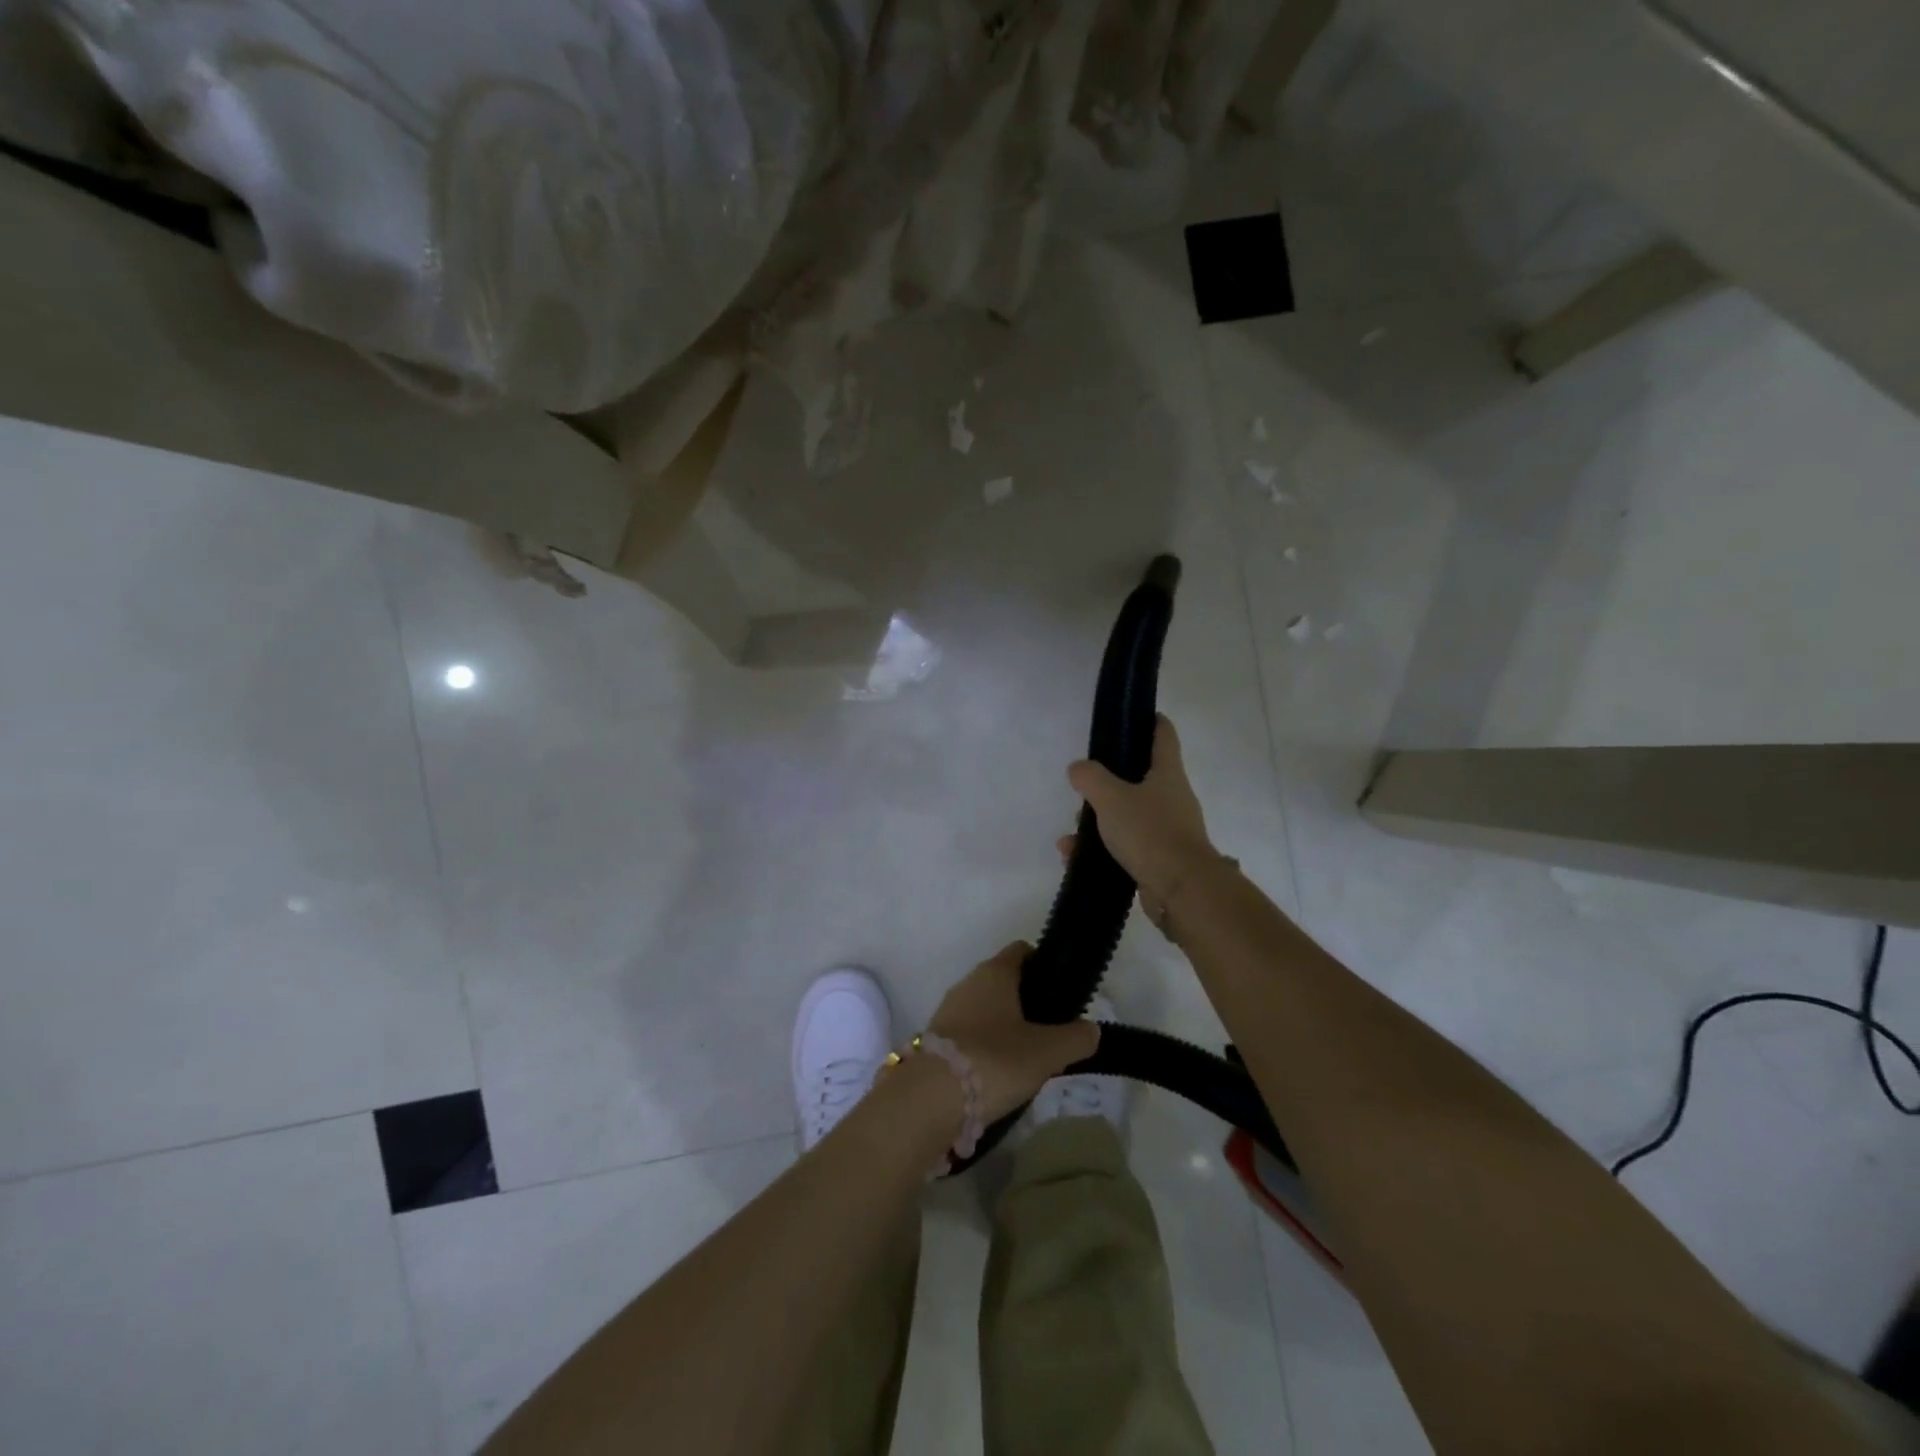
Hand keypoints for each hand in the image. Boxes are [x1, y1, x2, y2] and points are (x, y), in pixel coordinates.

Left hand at [927, 942, 1099, 1120]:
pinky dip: (984, 1047)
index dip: (1043, 964)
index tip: (1061, 990)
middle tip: (1051, 1030)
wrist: (931, 1097)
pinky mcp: (935, 1040)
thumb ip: (1076, 1038)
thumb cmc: (995, 1059)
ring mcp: (948, 1011)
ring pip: (985, 1009)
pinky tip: (998, 1074)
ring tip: (1027, 1057)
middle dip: (1026, 1001)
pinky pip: (968, 1034)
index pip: (1021, 951)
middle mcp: (968, 983)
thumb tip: (1092, 1030)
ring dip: (1004, 1026)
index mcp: (995, 972)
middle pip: (1003, 981)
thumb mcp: (1047, 1052)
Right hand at [1064, 714, 1221, 923]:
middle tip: (1083, 787)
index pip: (1163, 734)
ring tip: (1071, 836)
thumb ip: (1090, 778)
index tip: (1132, 715)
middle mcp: (1171, 798)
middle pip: (1138, 779)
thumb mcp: (1111, 798)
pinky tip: (1074, 858)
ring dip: (1097, 823)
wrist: (1181, 890)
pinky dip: (1100, 850)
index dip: (1150, 720)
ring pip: (1126, 816)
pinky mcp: (1158, 860)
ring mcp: (1167, 830)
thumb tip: (1078, 768)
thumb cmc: (1150, 832)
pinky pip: (1124, 847)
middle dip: (1107, 783)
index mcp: (1167, 773)